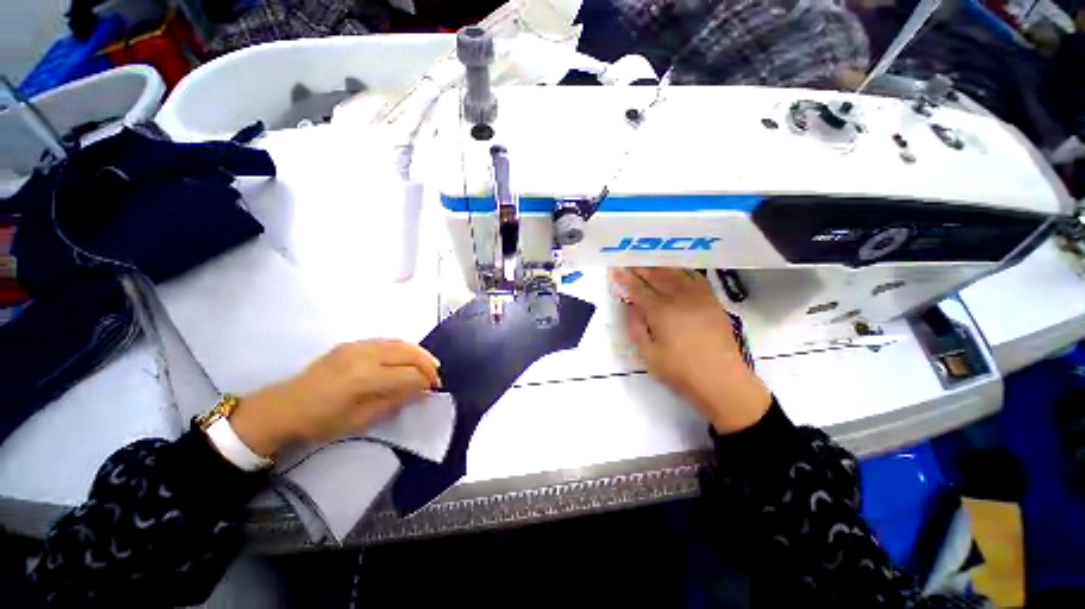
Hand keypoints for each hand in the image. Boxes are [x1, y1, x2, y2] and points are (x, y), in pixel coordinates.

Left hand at [229, 340, 441, 456]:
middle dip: (428, 365)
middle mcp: (366, 356)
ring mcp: (359, 346)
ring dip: (419, 354)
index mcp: (366, 378)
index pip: (409, 375)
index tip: (433, 391)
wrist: (284, 406)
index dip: (425, 383)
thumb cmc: (321, 421)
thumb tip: (421, 391)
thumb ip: (394, 401)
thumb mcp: (361, 420)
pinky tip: (407, 357)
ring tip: (429, 365)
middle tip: (435, 378)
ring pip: (401, 343)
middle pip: (410, 354)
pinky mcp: (353, 343)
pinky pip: (388, 341)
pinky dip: (404, 348)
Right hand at [611, 268, 770, 433]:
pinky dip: (684, 271)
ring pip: (676, 274)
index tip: (615, 269)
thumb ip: (636, 328)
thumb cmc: (680, 372)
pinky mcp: (713, 302)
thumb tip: (631, 306)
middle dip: (640, 268)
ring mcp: (699, 298)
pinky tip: (677, 270)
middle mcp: (679, 299)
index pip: (638, 290)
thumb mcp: (648, 355)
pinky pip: (696, 279)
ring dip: (660, 266)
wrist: (722, 381)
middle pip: (656, 277)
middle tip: (629, 260)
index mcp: (661, 312)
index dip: (625, 279)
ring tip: (649, 261)